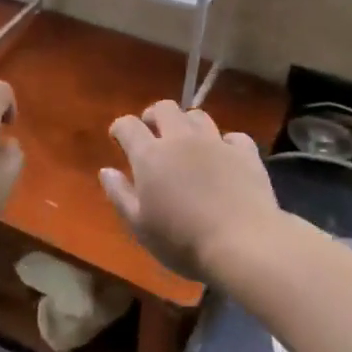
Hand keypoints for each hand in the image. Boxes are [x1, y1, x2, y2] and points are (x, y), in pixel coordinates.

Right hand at [100, 100, 278, 278]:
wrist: (243, 244)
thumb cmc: (182, 241)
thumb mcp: (140, 226)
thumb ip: (119, 194)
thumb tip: (106, 170)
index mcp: (150, 155)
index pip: (128, 125)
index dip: (120, 128)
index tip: (118, 137)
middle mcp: (181, 139)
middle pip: (165, 108)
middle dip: (154, 116)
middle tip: (152, 133)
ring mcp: (216, 142)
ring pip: (198, 116)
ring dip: (187, 124)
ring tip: (187, 142)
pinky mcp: (246, 153)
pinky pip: (233, 136)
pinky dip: (225, 143)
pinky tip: (224, 156)